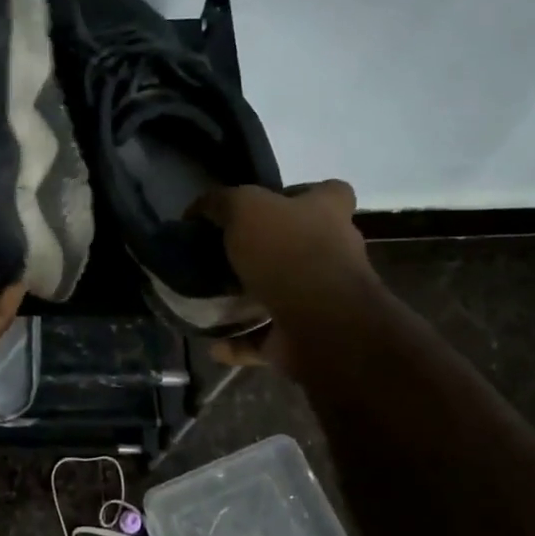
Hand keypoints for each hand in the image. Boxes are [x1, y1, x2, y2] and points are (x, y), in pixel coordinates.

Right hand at [191, 180, 376, 378]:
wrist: (320, 323)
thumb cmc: (288, 252)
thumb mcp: (245, 207)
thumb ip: (221, 202)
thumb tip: (199, 209)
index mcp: (329, 213)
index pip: (328, 192)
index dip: (299, 195)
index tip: (263, 206)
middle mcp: (335, 253)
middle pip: (303, 244)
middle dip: (269, 250)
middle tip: (226, 255)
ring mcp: (324, 298)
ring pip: (284, 293)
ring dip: (251, 299)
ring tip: (214, 299)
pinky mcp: (308, 336)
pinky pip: (268, 338)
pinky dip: (242, 341)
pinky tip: (213, 342)